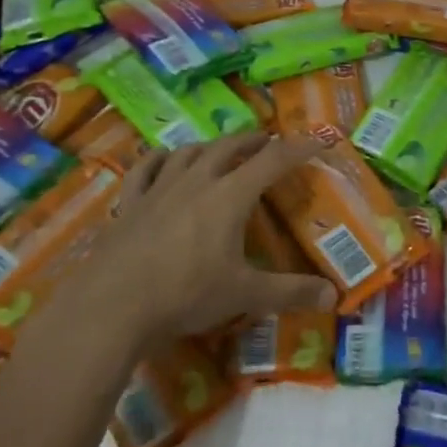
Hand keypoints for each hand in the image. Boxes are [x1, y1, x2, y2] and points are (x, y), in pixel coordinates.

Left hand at [35, 134, 336, 357]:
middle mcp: (196, 182)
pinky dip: (160, 158)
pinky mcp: (130, 203)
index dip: (299, 147)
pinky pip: (146, 169)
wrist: (112, 306)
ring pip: (189, 152)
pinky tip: (164, 158)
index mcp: (230, 196)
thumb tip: (334, 296)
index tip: (318, 139)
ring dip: (211, 145)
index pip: (273, 161)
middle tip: (269, 142)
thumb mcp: (245, 295)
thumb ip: (290, 293)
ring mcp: (159, 189)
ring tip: (222, 149)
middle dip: (253, 140)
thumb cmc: (185, 294)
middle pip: (229, 147)